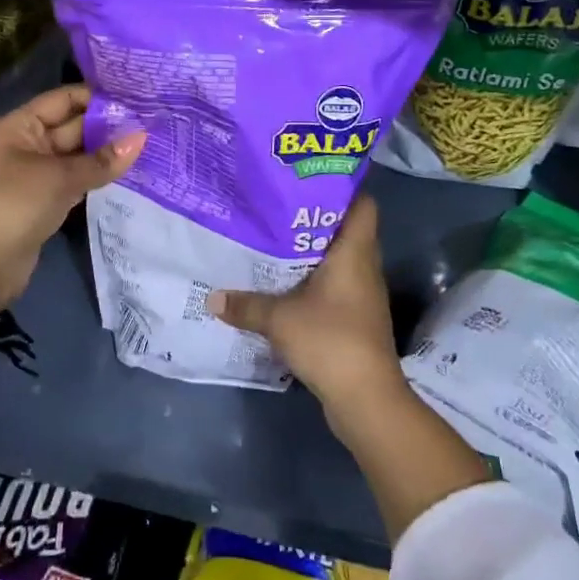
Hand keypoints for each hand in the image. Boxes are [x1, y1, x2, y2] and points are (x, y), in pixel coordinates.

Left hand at [0, 85, 144, 311]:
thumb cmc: (14, 204)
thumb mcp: (59, 178)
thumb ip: (102, 160)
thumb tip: (142, 137)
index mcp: (21, 125)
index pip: (64, 99)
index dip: (97, 97)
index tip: (136, 98)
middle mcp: (30, 143)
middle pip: (74, 126)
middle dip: (108, 126)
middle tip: (152, 122)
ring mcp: (39, 173)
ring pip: (78, 155)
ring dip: (107, 152)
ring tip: (149, 143)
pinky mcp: (48, 200)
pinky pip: (77, 179)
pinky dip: (99, 176)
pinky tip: (129, 172)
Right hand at [206, 196, 406, 413]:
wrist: (366, 399)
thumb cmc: (329, 340)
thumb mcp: (279, 319)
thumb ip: (246, 305)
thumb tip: (212, 297)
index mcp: (354, 253)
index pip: (363, 205)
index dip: (342, 188)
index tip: (308, 181)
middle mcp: (365, 268)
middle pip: (347, 231)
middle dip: (315, 220)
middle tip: (279, 209)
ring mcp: (364, 296)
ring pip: (340, 261)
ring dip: (314, 254)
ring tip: (276, 243)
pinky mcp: (357, 320)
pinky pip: (336, 288)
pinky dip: (315, 283)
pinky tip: (287, 286)